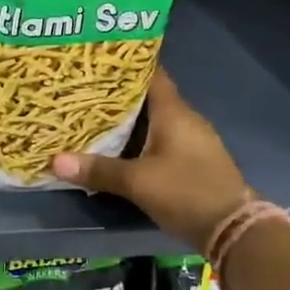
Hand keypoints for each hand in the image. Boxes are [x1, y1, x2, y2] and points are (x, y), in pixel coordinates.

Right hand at [51, 69, 248, 249]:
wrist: (234, 230)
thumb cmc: (186, 192)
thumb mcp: (137, 182)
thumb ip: (98, 170)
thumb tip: (55, 161)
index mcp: (174, 112)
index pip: (151, 74)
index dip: (126, 64)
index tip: (98, 59)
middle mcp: (185, 119)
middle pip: (148, 97)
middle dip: (118, 94)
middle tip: (84, 90)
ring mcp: (192, 141)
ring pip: (154, 121)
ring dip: (129, 120)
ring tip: (93, 116)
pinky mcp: (193, 161)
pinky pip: (161, 140)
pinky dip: (140, 139)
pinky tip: (119, 147)